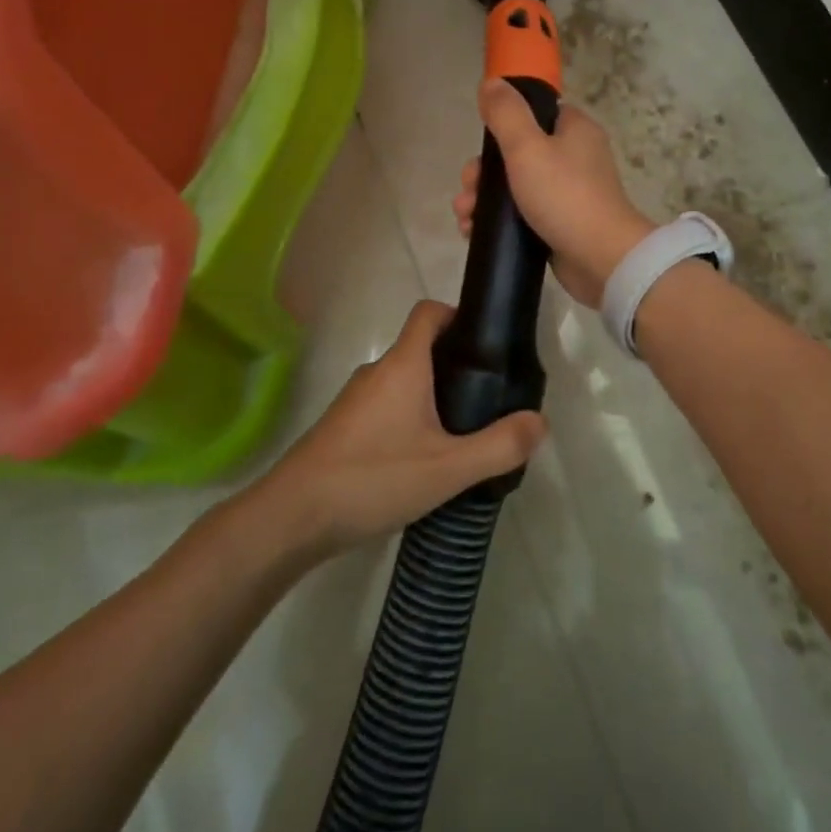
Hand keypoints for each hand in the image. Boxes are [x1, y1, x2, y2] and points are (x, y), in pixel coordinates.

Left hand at [254, 300, 547, 555]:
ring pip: (403, 382)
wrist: (291, 518)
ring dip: (433, 396)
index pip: (428, 312)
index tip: (487, 341)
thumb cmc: (372, 478)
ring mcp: (355, 401)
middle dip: (456, 365)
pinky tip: (424, 459)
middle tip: (489, 397)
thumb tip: (539, 422)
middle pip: (420, 349)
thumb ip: (499, 446)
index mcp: (402, 366)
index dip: (458, 315)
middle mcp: (376, 373)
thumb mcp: (447, 468)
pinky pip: (386, 408)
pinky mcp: (343, 429)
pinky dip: (410, 419)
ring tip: (463, 432)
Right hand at [452, 80, 655, 307]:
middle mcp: (575, 157)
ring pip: (515, 186)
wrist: (600, 258)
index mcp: (574, 130)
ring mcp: (569, 192)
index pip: (535, 113)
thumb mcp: (527, 148)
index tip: (481, 148)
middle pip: (517, 153)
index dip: (503, 126)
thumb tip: (491, 83)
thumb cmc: (564, 196)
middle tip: (467, 192)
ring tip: (464, 218)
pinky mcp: (561, 223)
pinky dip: (498, 221)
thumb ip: (506, 113)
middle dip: (483, 173)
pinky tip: (473, 232)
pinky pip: (522, 214)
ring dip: (483, 199)